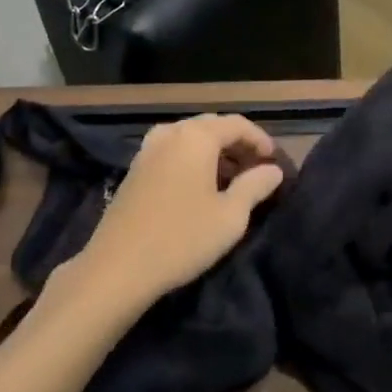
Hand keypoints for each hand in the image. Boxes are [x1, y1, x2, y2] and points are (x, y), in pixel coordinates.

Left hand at [74, 113, 284, 309]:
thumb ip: (255, 186)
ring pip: (189, 138)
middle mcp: (170, 133)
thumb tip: (273, 170)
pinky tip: (199, 187)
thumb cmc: (182, 238)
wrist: (117, 268)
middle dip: (237, 143)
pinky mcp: (134, 169)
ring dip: (214, 152)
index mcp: (196, 137)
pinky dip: (192, 160)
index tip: (274, 162)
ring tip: (230, 179)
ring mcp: (148, 150)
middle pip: (212, 126)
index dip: (260, 139)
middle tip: (255, 169)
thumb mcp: (230, 216)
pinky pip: (172, 151)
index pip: (237, 124)